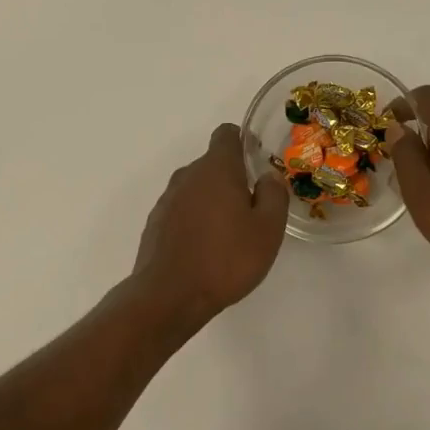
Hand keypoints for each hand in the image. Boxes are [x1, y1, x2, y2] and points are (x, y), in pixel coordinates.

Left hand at [130, 123, 289, 327]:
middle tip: (253, 209)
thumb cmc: (226, 259)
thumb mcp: (268, 229)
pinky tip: (206, 248)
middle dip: (232, 179)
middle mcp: (187, 176)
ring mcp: (167, 200)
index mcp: (216, 169)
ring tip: (230, 233)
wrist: (169, 295)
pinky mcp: (155, 223)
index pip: (226, 134)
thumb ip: (274, 195)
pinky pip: (182, 210)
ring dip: (213, 201)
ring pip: (196, 189)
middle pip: (212, 164)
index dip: (244, 141)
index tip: (257, 162)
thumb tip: (268, 176)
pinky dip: (195, 220)